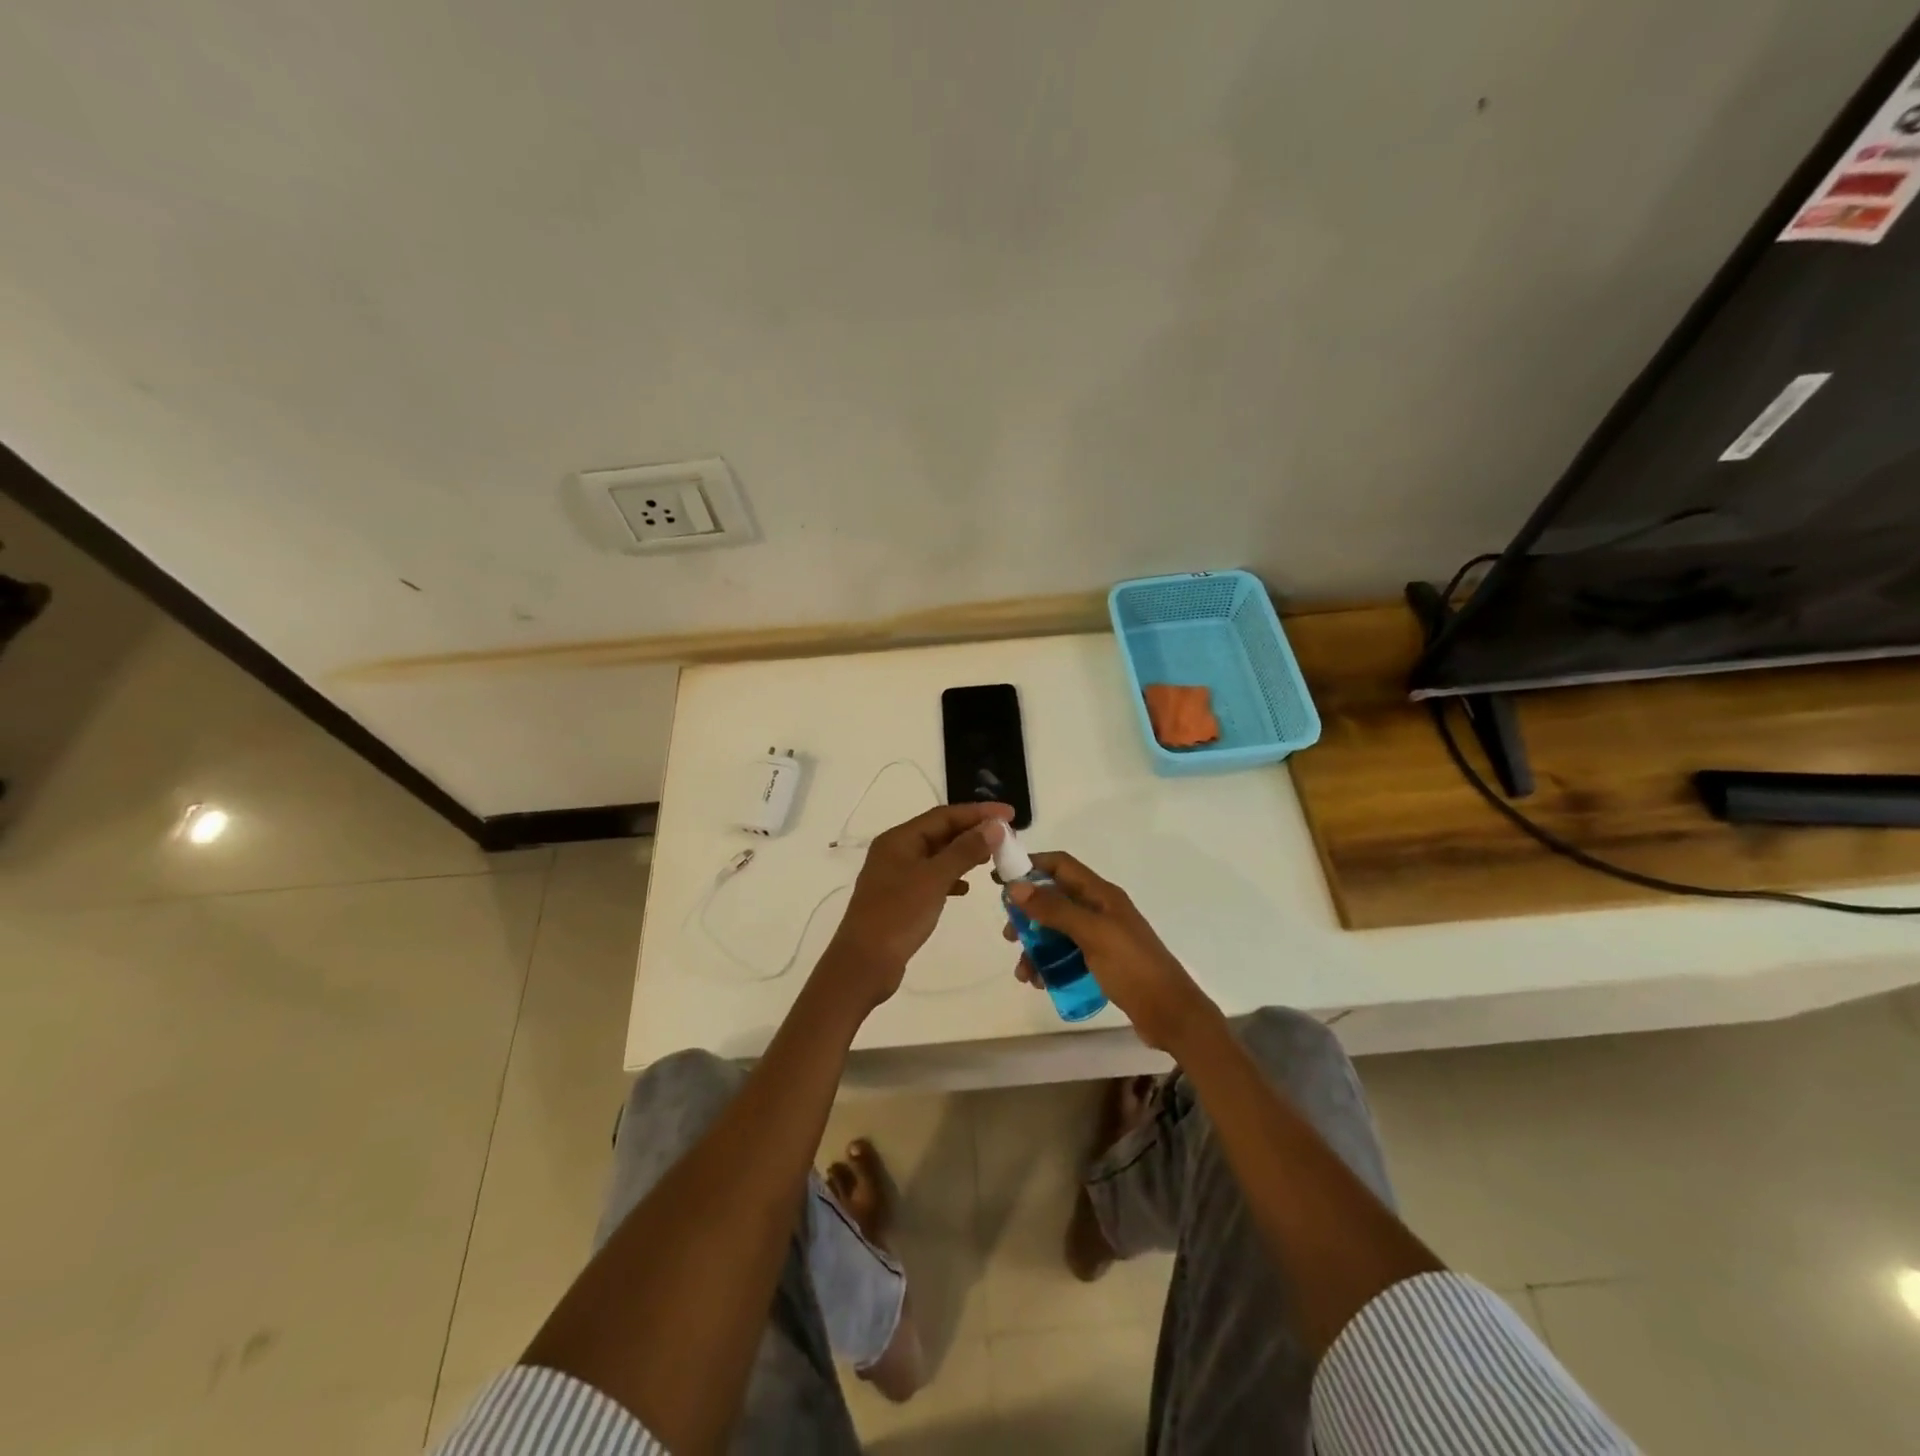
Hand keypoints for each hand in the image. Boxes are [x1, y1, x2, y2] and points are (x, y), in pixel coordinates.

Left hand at [824, 801, 1013, 1009]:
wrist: (864, 964)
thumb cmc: (898, 916)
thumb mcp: (934, 879)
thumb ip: (964, 850)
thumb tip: (994, 827)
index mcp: (899, 839)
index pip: (944, 815)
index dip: (978, 812)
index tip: (1009, 814)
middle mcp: (895, 851)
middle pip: (940, 832)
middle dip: (973, 831)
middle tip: (1006, 836)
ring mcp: (896, 875)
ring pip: (937, 855)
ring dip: (964, 853)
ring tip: (992, 858)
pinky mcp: (900, 898)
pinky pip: (932, 877)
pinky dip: (951, 878)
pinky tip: (967, 887)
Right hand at [1005, 853, 1218, 1052]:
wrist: (1171, 1015)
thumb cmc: (1133, 967)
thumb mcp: (1092, 934)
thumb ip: (1055, 909)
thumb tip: (1015, 886)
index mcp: (1101, 894)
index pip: (1061, 865)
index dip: (1031, 865)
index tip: (999, 878)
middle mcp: (1100, 909)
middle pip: (1054, 898)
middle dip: (1028, 913)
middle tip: (1009, 934)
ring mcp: (1101, 936)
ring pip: (1057, 930)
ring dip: (1035, 946)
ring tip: (1022, 971)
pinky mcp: (1101, 962)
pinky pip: (1066, 954)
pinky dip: (1049, 964)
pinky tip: (1039, 982)